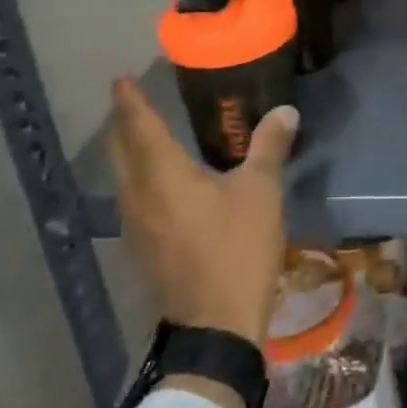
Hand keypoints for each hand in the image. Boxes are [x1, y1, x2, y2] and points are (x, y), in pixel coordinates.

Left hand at [108, 78, 297, 350]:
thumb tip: (285, 110)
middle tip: (133, 102)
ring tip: (145, 137)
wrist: (216, 327)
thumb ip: (269, 146)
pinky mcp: (143, 249)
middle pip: (122, 151)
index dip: (130, 101)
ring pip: (124, 178)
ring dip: (130, 153)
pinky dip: (140, 179)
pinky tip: (159, 185)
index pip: (139, 126)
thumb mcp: (260, 192)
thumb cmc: (237, 249)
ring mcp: (135, 227)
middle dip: (125, 124)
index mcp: (162, 175)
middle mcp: (138, 196)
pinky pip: (133, 200)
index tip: (121, 80)